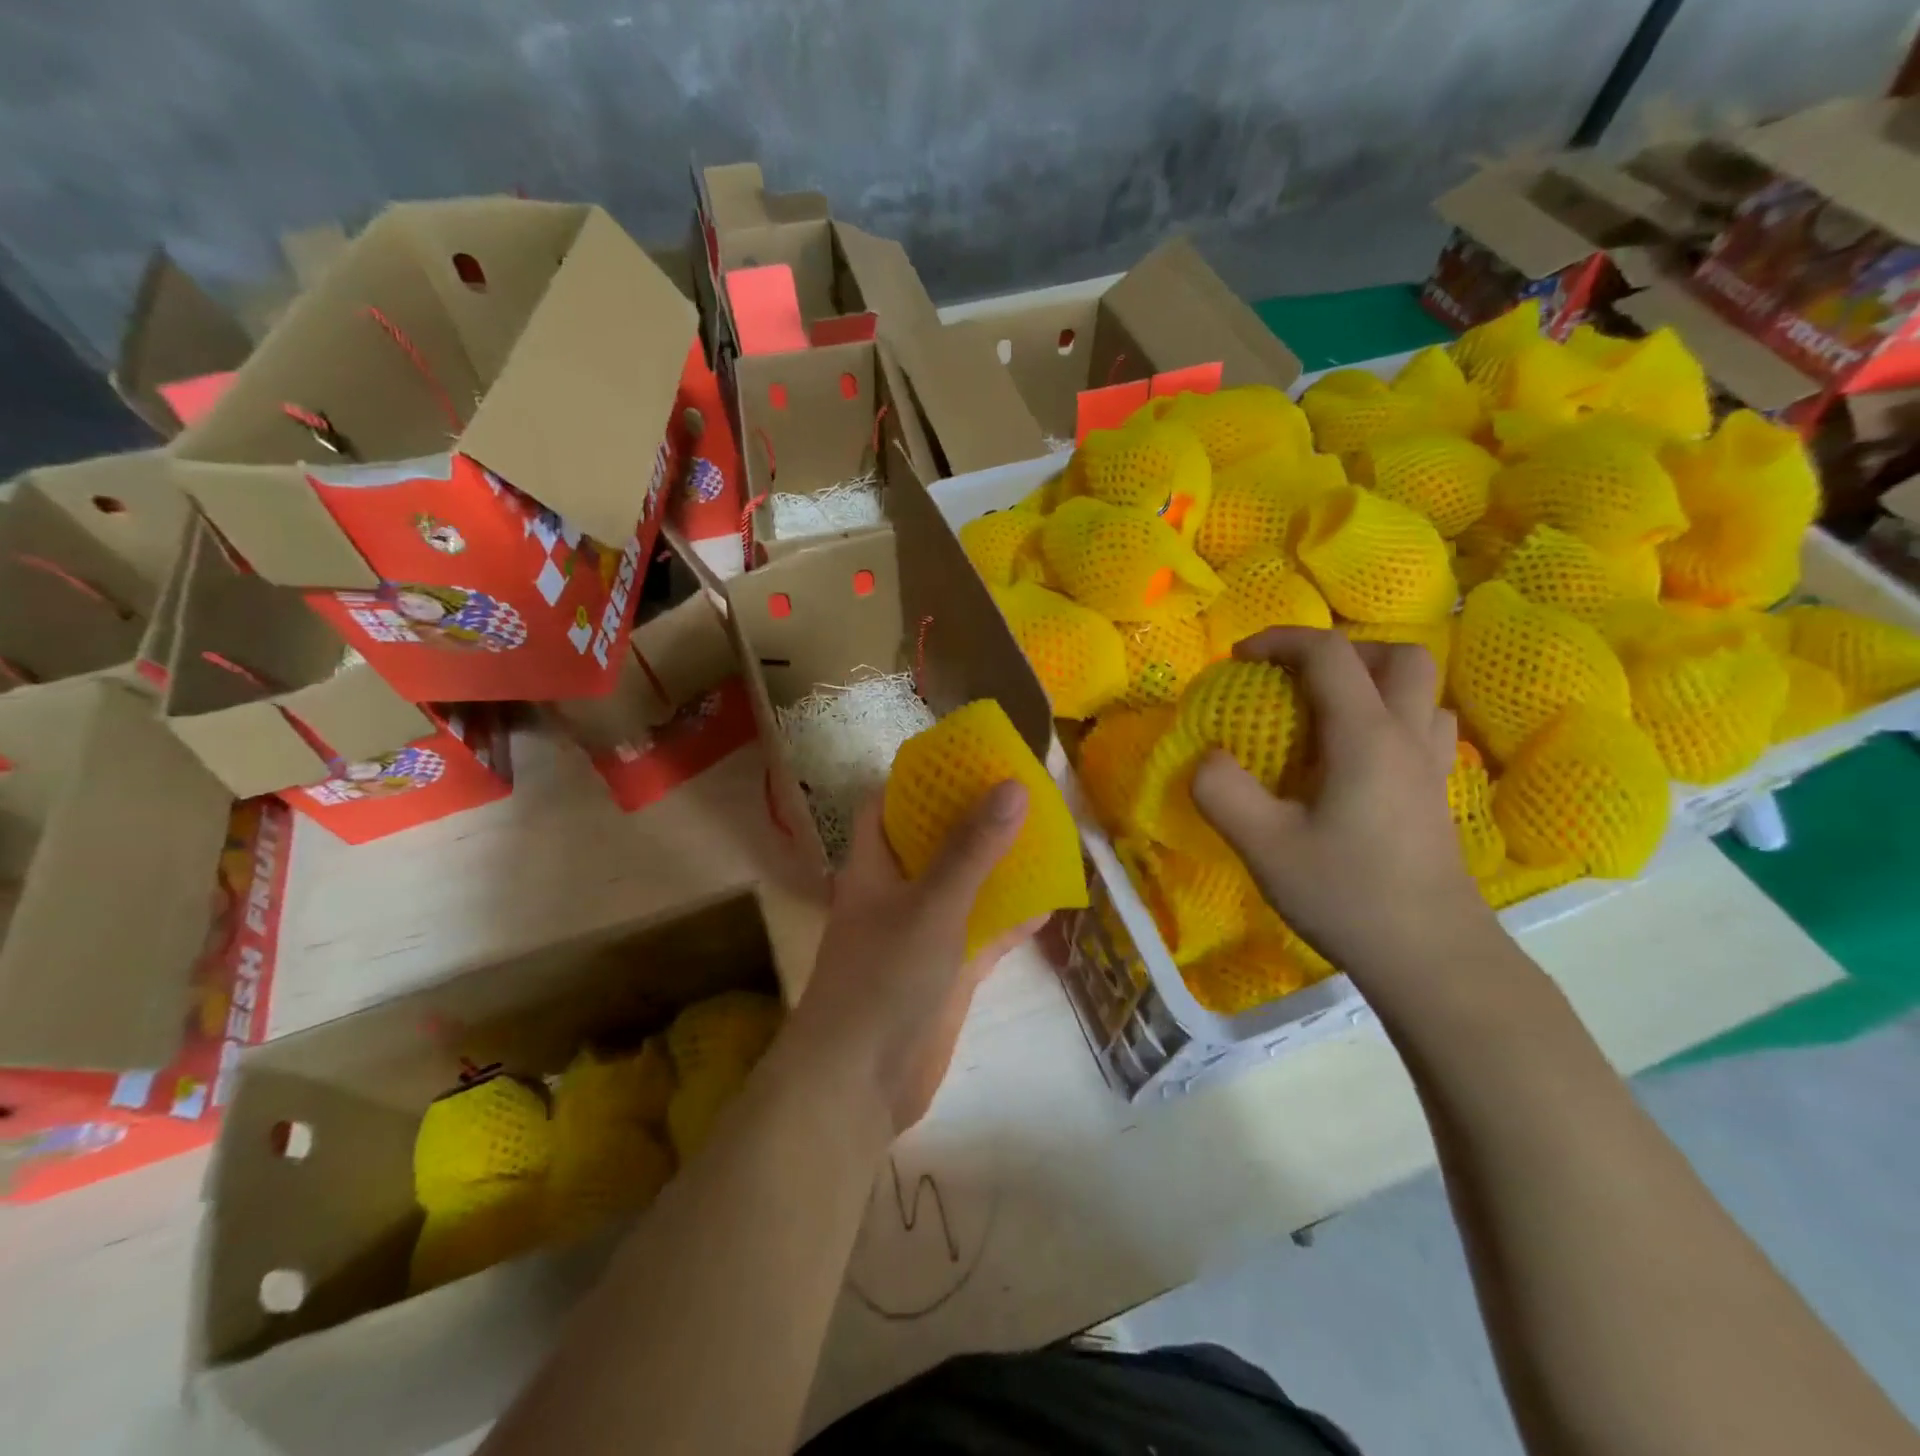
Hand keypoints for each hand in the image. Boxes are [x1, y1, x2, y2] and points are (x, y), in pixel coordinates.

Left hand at [791, 781, 1042, 1135]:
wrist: (860, 1083)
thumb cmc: (883, 978)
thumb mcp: (932, 904)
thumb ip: (972, 849)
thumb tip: (1012, 785)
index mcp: (873, 866)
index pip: (887, 806)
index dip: (919, 779)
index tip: (964, 759)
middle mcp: (896, 893)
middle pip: (934, 843)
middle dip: (974, 820)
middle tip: (1022, 792)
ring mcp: (923, 934)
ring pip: (965, 888)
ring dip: (999, 868)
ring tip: (1046, 837)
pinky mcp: (947, 972)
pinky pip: (983, 933)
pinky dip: (1011, 919)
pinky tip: (1051, 903)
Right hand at [1191, 628, 1495, 980]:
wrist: (1431, 957)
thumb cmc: (1346, 894)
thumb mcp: (1264, 846)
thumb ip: (1223, 792)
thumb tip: (1208, 757)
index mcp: (1365, 736)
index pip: (1330, 654)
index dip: (1281, 640)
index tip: (1240, 658)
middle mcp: (1407, 736)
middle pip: (1397, 656)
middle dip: (1340, 650)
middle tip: (1294, 679)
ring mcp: (1431, 765)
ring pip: (1421, 690)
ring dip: (1372, 680)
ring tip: (1327, 712)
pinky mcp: (1438, 794)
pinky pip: (1425, 726)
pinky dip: (1391, 716)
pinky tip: (1358, 755)